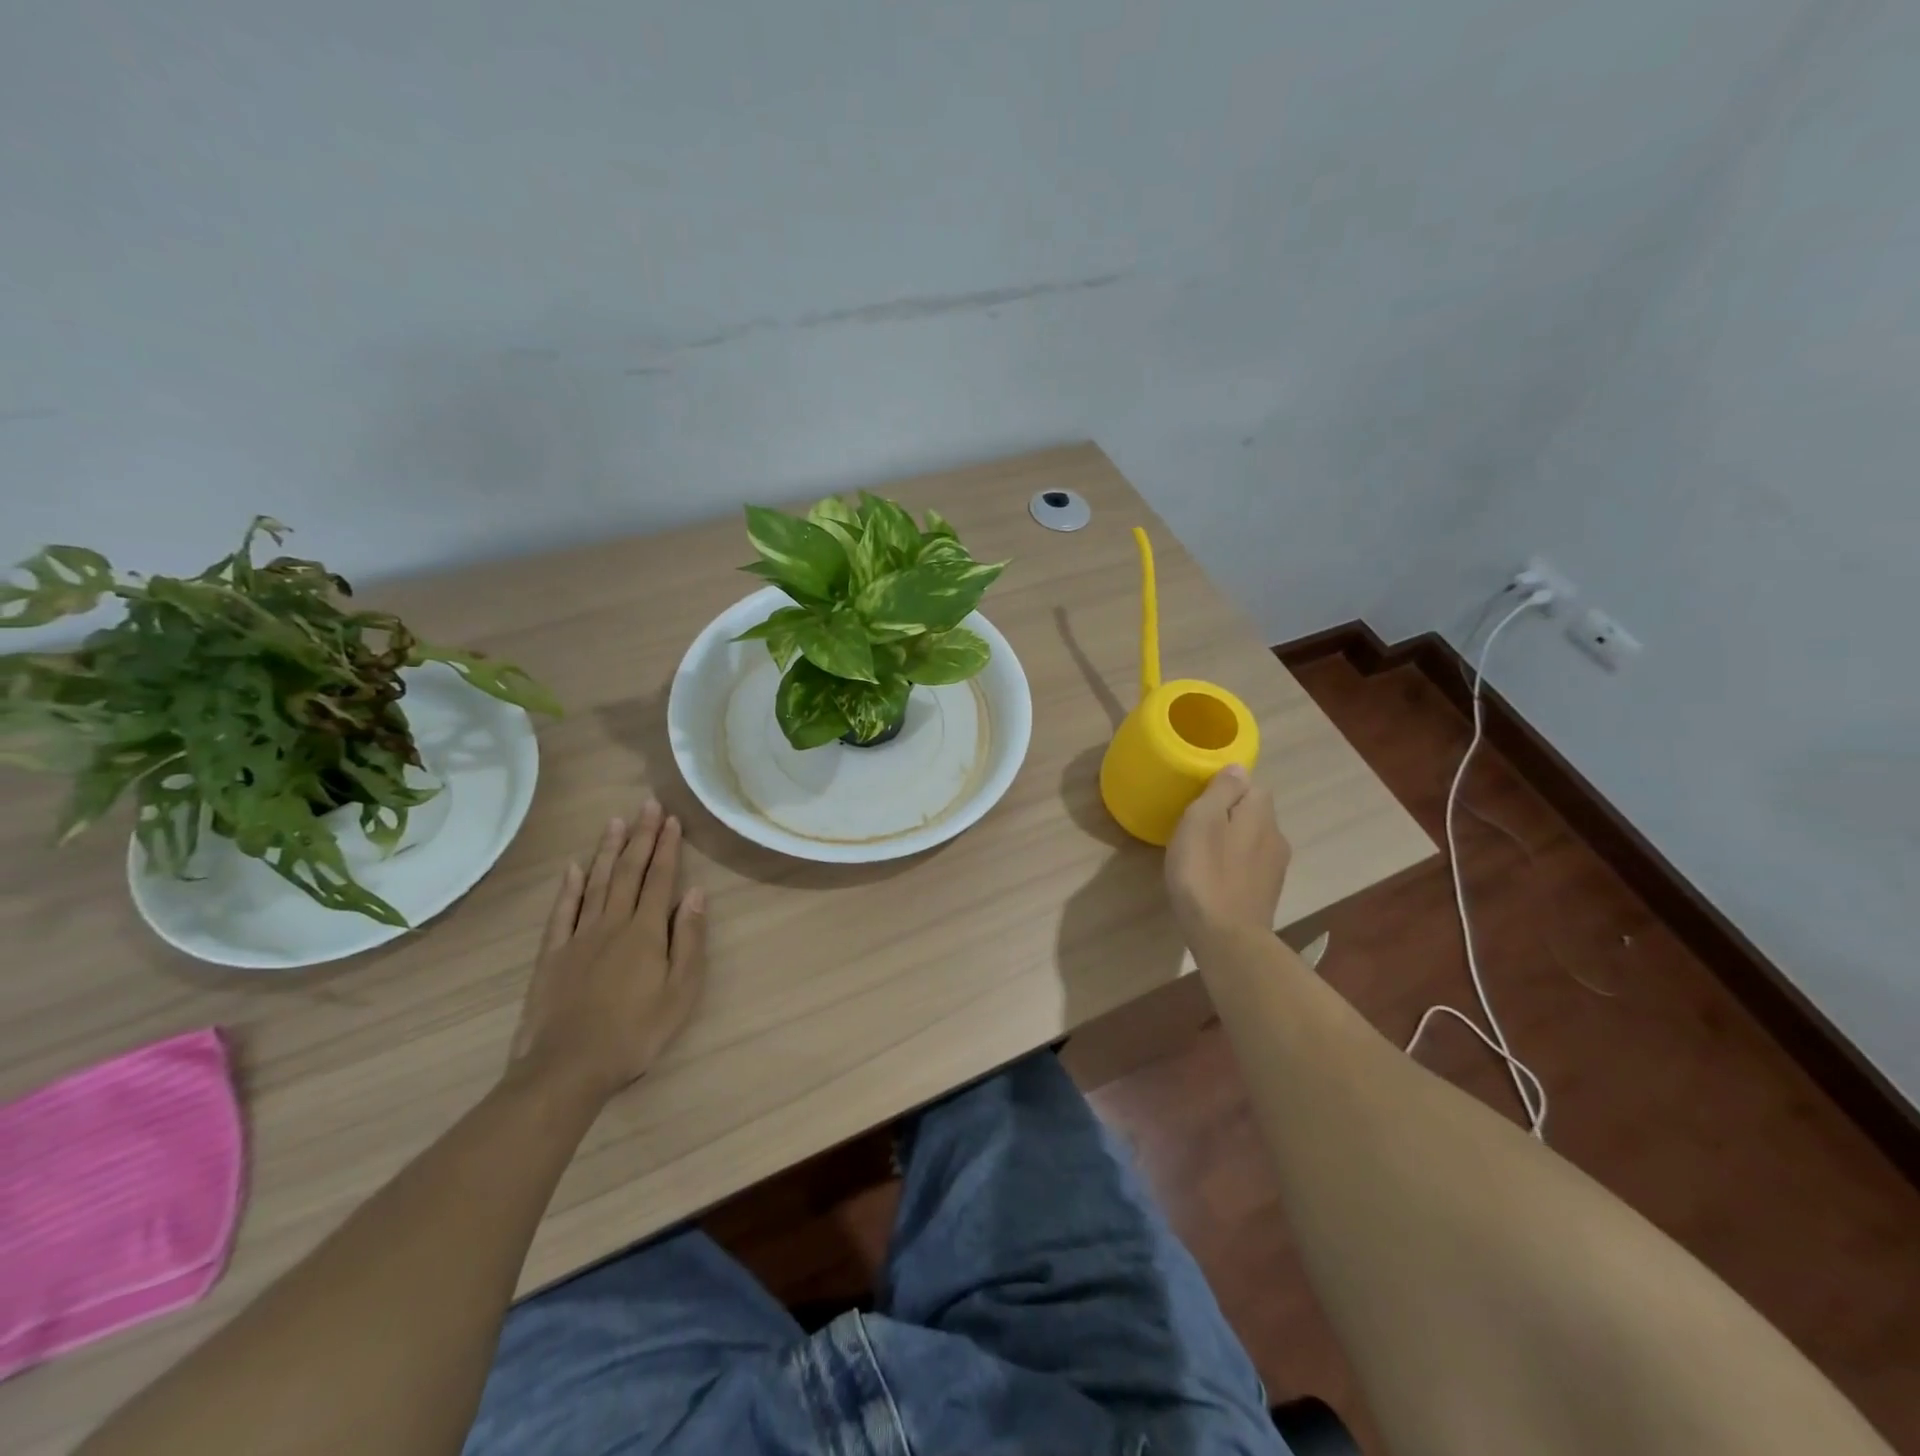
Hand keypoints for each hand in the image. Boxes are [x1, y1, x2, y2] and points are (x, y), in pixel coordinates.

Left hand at [509, 800, 706, 1104]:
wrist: (569, 1067)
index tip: (671, 819)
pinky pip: (562, 912)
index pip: (660, 879)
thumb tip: (694, 893)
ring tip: (616, 822)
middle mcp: (612, 923)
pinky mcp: (552, 955)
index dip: (667, 848)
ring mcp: (578, 937)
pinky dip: (568, 887)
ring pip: (595, 883)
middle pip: (628, 872)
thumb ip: (688, 939)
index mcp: (646, 932)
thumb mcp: (680, 991)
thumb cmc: (636, 1032)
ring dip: (607, 851)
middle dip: (641, 837)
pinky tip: (573, 868)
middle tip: (647, 805)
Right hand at [1165, 765, 1290, 947]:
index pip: (1252, 785)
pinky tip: (1212, 878)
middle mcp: (1276, 837)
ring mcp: (1274, 869)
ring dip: (1231, 842)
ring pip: (1252, 841)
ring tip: (1201, 854)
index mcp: (1261, 814)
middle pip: (1254, 813)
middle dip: (1229, 815)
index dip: (1227, 789)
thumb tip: (1238, 768)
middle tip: (1195, 827)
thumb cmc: (1205, 872)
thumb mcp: (1202, 820)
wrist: (1226, 937)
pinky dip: (1233, 866)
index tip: (1199, 801)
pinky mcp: (1266, 894)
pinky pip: (1249, 866)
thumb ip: (1221, 791)